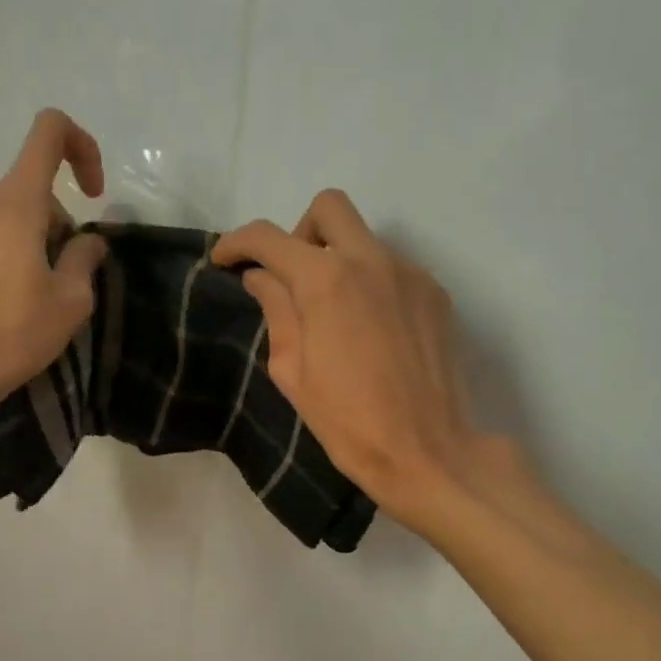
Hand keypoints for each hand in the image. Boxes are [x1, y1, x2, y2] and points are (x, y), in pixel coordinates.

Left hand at [0, 110, 109, 424]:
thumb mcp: (69, 303)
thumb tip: (87, 242)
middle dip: (57, 224)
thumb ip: (84, 261)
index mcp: (16, 204)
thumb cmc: (11, 334)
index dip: (81, 148)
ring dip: (28, 246)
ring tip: (33, 302)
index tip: (94, 196)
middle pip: (29, 192)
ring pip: (2, 221)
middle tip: (65, 280)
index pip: (48, 134)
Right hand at [213, 189, 512, 531]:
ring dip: (339, 262)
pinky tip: (371, 332)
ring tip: (335, 317)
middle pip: (328, 208)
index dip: (237, 243)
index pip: (269, 238)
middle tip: (291, 278)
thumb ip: (277, 312)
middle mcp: (372, 261)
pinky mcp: (436, 295)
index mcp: (326, 282)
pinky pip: (394, 269)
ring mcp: (411, 274)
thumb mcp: (292, 372)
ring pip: (365, 240)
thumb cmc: (348, 423)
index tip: (224, 261)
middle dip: (299, 233)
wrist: (426, 452)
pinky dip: (371, 285)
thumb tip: (262, 277)